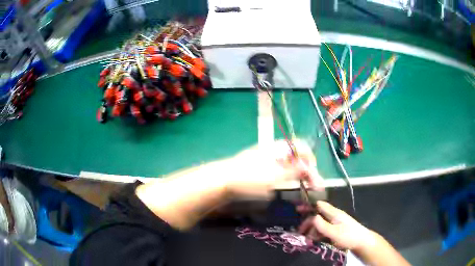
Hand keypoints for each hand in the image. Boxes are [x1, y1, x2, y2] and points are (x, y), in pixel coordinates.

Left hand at [223, 139, 323, 199]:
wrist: (223, 180)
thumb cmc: (250, 178)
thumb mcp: (275, 177)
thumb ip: (294, 171)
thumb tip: (309, 168)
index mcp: (279, 148)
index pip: (301, 146)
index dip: (310, 159)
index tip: (313, 175)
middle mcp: (274, 149)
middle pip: (296, 156)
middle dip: (306, 170)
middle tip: (312, 186)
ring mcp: (266, 157)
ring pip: (288, 163)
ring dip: (298, 174)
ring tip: (303, 187)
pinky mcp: (259, 166)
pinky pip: (279, 168)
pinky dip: (287, 176)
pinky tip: (288, 185)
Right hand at [298, 201, 376, 250]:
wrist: (362, 242)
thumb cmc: (349, 236)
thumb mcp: (334, 232)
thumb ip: (322, 225)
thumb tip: (312, 217)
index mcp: (334, 213)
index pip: (320, 205)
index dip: (309, 205)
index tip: (298, 209)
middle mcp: (334, 217)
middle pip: (318, 216)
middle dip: (308, 222)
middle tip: (299, 230)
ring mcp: (335, 224)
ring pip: (320, 224)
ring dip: (312, 230)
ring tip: (305, 238)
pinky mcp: (336, 231)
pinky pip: (324, 231)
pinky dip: (317, 234)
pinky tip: (313, 240)